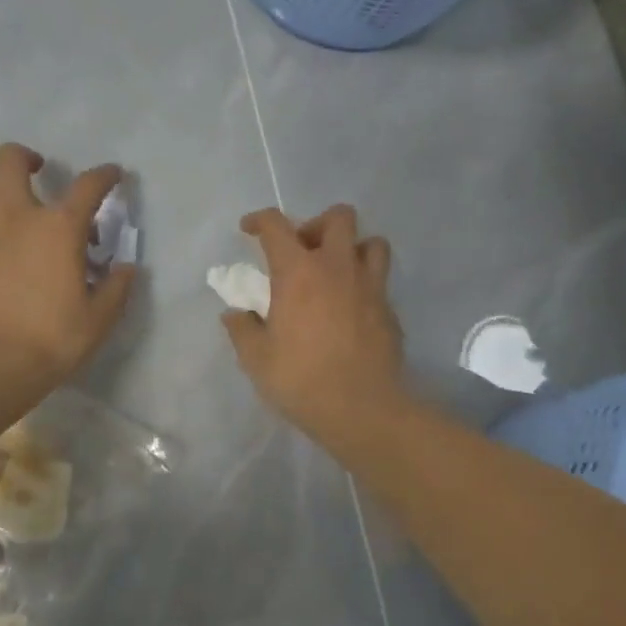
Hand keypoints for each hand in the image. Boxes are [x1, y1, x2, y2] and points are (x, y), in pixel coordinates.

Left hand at [0, 144, 136, 426]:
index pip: (88, 185)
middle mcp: (14, 217)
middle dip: (27, 158)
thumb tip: (128, 268)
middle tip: (38, 172)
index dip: (105, 175)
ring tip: (4, 207)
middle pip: (11, 160)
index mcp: (58, 228)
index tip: (113, 175)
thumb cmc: (48, 342)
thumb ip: (116, 288)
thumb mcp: (98, 321)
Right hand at [222, 205, 407, 453]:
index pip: (276, 225)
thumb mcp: (256, 358)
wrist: (361, 408)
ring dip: (353, 249)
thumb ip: (242, 329)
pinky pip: (380, 281)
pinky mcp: (390, 309)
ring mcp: (370, 286)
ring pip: (372, 242)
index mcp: (298, 271)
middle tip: (304, 252)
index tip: (250, 230)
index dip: (259, 220)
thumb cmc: (300, 379)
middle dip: (318, 225)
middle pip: (339, 217)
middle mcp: (337, 267)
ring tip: (337, 274)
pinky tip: (352, 311)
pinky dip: (365, 285)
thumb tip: (234, 314)